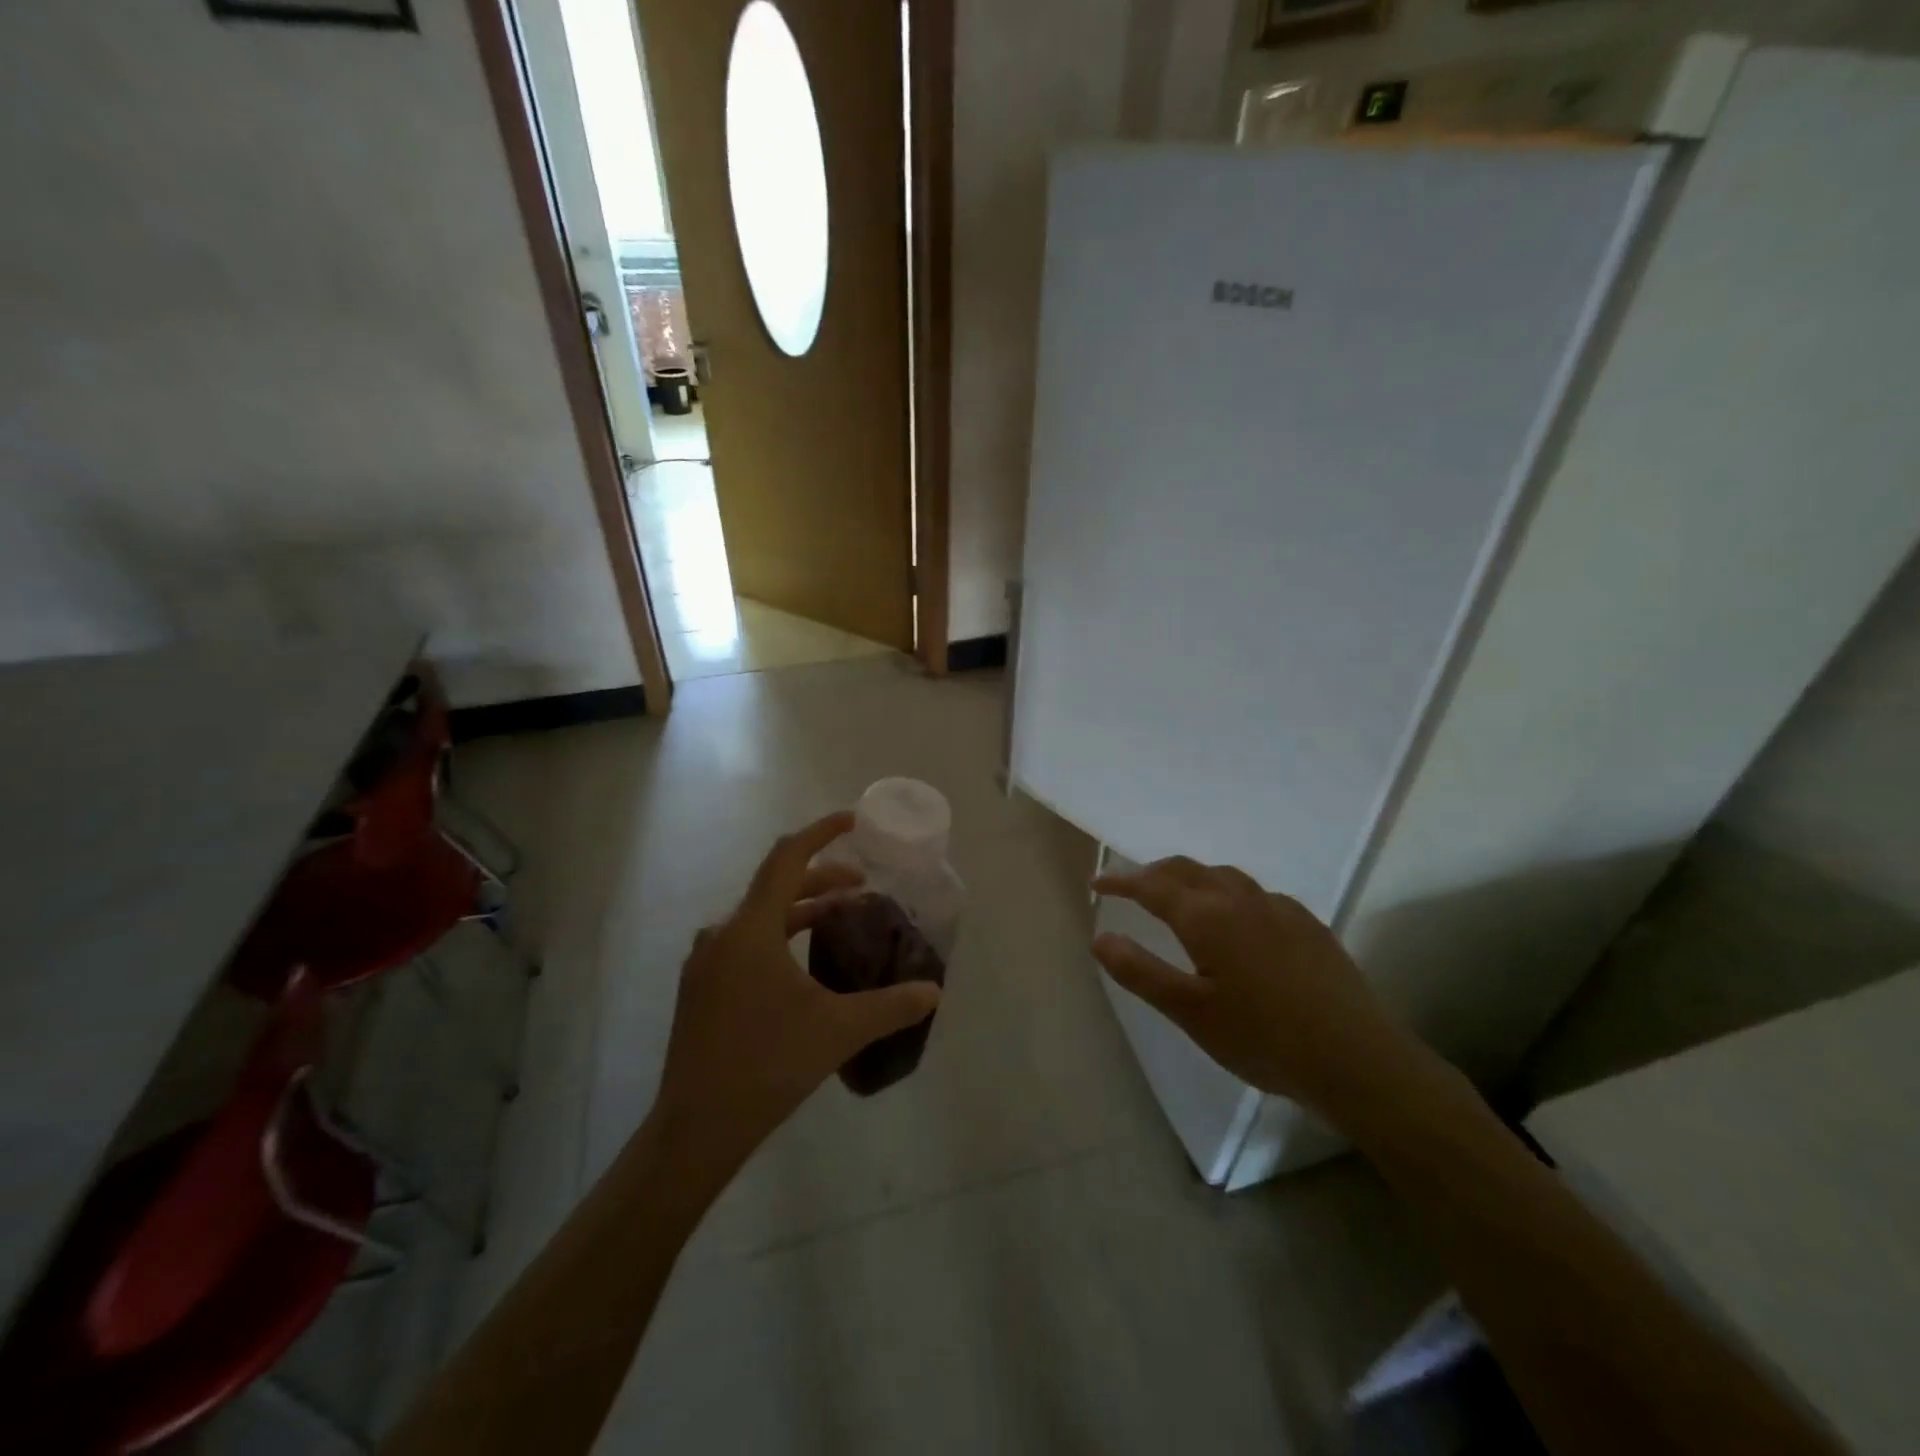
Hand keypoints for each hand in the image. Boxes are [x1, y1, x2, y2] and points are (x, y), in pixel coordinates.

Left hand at [649, 812, 941, 1187]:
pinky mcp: (701, 988)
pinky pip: (745, 942)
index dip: (821, 833)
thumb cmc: (767, 1064)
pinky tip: (801, 966)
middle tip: (862, 887)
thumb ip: (890, 1005)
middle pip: (775, 885)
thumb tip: (933, 991)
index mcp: (750, 928)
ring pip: (759, 916)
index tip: (853, 820)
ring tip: (838, 919)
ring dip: (800, 909)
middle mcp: (722, 934)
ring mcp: (705, 962)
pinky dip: (779, 935)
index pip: (787, 858)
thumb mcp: (838, 1030)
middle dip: (820, 878)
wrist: (696, 1128)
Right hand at [1092, 857, 1436, 1128]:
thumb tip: (1100, 937)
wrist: (1356, 1058)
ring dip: (1193, 877)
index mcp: (1207, 917)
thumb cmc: (1262, 1038)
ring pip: (1225, 877)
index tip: (1097, 884)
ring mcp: (1279, 909)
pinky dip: (1230, 893)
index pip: (1152, 886)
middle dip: (1154, 872)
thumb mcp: (1190, 1012)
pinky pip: (1257, 894)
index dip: (1121, 881)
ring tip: (1180, 896)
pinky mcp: (1308, 925)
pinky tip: (1239, 921)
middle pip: (1188, 870)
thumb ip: (1140, 972)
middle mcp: (1240, 900)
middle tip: (1131, 886)